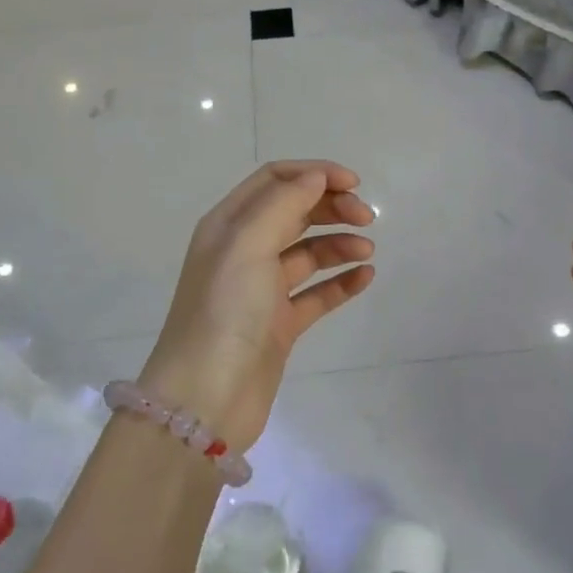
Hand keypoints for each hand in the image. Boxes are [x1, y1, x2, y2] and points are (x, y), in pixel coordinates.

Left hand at [140, 161, 375, 451]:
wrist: (205, 399)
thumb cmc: (224, 311)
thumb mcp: (248, 244)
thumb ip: (284, 203)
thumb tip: (316, 176)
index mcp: (229, 225)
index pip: (275, 180)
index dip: (314, 174)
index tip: (353, 184)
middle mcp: (243, 251)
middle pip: (294, 212)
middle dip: (331, 207)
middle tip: (367, 218)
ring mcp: (262, 289)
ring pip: (308, 252)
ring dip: (340, 243)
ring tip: (367, 252)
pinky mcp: (279, 325)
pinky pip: (317, 294)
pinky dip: (341, 282)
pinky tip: (365, 278)